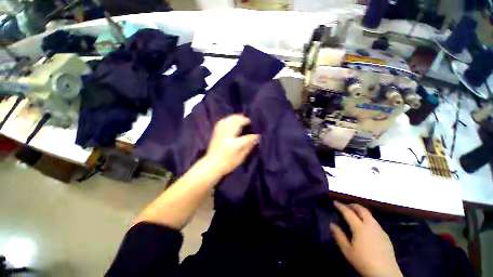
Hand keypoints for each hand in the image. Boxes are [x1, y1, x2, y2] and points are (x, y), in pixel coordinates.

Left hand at [204, 114, 259, 175]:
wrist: (211, 165)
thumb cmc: (227, 163)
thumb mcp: (240, 157)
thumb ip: (248, 146)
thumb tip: (255, 138)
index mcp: (234, 144)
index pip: (247, 137)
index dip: (253, 136)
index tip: (257, 134)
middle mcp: (227, 136)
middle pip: (236, 123)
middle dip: (243, 119)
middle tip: (248, 120)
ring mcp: (220, 133)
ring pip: (228, 120)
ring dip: (235, 117)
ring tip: (240, 117)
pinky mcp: (216, 133)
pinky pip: (222, 122)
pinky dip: (227, 119)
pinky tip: (230, 119)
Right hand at [330, 201, 402, 276]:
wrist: (385, 273)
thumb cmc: (363, 261)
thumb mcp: (347, 250)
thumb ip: (339, 236)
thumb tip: (332, 224)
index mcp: (360, 227)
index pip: (348, 212)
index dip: (341, 206)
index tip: (335, 202)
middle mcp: (370, 225)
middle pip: (362, 209)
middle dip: (353, 205)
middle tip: (346, 206)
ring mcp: (380, 230)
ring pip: (369, 215)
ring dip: (361, 211)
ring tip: (354, 213)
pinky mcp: (385, 235)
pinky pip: (375, 222)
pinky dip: (367, 218)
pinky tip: (366, 226)